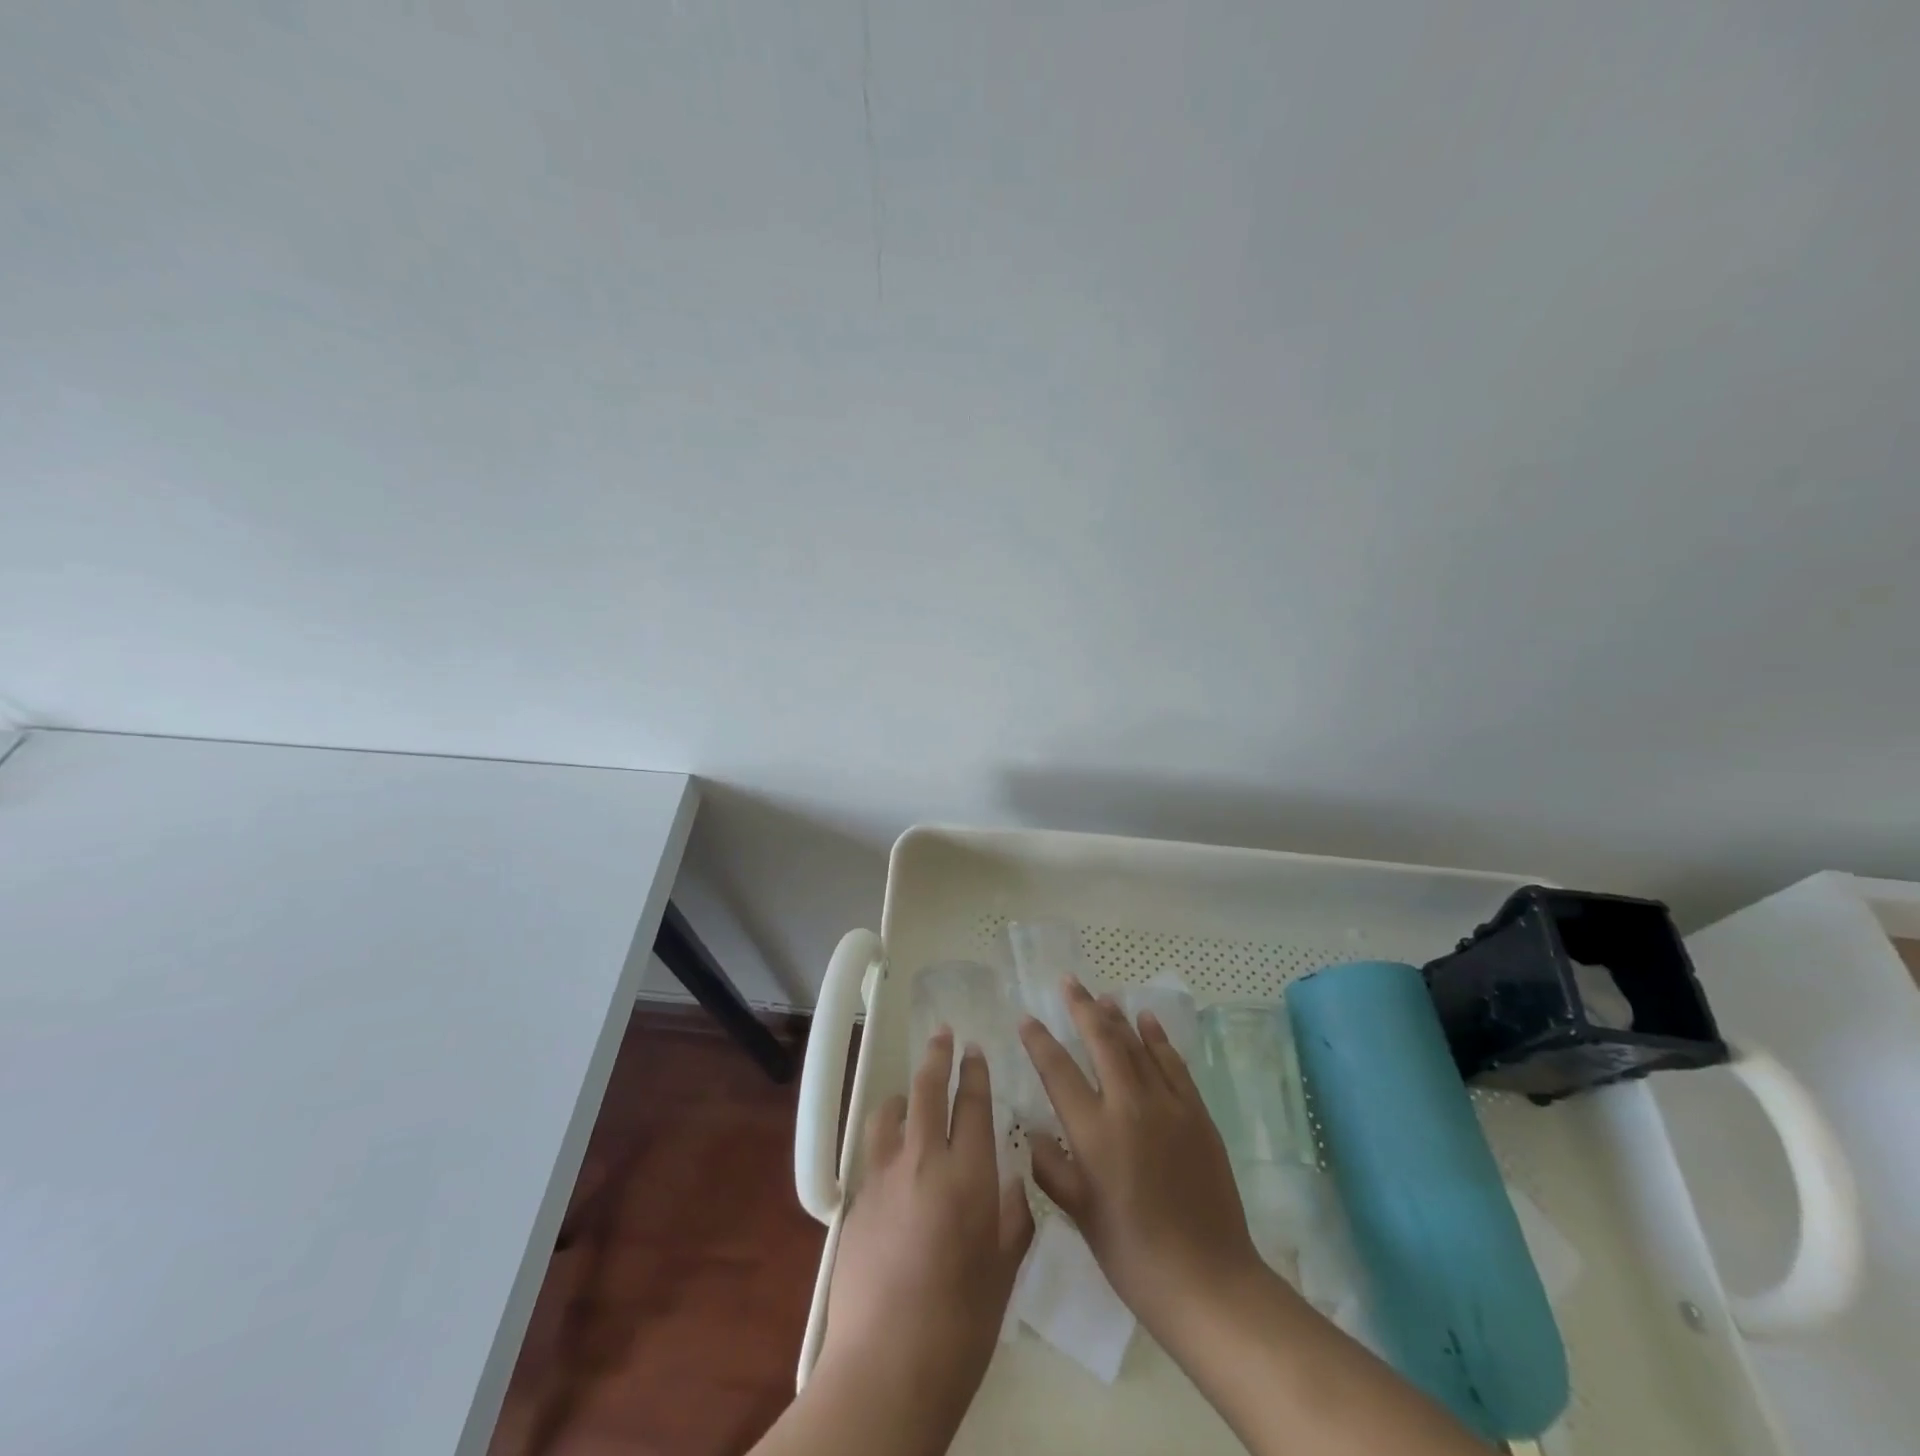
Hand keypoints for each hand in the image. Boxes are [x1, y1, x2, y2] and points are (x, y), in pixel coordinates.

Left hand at [818, 1029, 1032, 1438]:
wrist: (887, 1366)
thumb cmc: (962, 1324)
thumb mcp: (1003, 1271)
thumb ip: (1011, 1218)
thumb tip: (1009, 1184)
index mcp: (968, 1174)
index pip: (973, 1104)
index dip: (975, 1072)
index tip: (974, 1050)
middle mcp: (924, 1160)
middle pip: (928, 1090)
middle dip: (938, 1056)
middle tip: (943, 1034)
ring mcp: (885, 1176)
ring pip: (891, 1111)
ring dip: (905, 1094)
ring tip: (911, 1094)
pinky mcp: (858, 1199)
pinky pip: (873, 1150)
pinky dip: (886, 1136)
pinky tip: (892, 1153)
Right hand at [1019, 979, 1263, 1342]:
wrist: (1208, 1280)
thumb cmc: (1133, 1254)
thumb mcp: (1080, 1214)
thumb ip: (1052, 1167)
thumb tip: (1033, 1130)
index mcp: (1094, 1132)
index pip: (1058, 1070)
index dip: (1039, 1040)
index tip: (1026, 1018)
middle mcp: (1128, 1105)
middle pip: (1101, 1040)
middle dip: (1081, 1007)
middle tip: (1068, 982)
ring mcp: (1168, 1105)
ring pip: (1137, 1044)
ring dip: (1117, 1016)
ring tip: (1102, 995)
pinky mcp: (1197, 1113)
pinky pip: (1173, 1063)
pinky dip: (1158, 1038)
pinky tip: (1147, 1020)